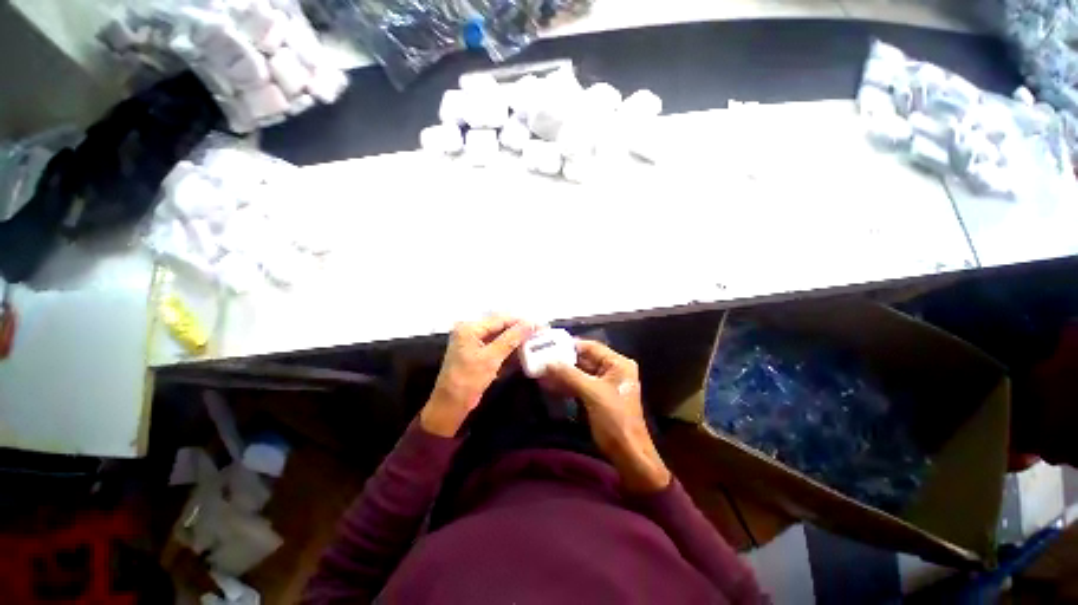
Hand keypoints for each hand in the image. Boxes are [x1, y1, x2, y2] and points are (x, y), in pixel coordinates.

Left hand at [420, 316, 534, 436]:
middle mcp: (471, 331)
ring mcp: (474, 343)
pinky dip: (509, 350)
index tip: (540, 325)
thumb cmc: (468, 379)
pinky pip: (497, 347)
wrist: (451, 406)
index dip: (521, 322)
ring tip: (535, 341)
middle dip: (520, 330)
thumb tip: (531, 323)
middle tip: (540, 332)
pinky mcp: (478, 354)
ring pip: (500, 337)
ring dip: (516, 341)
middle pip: (501, 327)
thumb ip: (511, 338)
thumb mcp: (491, 358)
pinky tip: (523, 351)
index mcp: (470, 328)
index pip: (500, 319)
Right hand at [545, 340, 670, 493]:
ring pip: (579, 373)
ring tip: (541, 370)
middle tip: (542, 358)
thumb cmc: (614, 419)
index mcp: (618, 364)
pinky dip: (566, 384)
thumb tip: (548, 362)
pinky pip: (579, 385)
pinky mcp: (597, 397)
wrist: (627, 454)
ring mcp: (604, 384)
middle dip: (563, 361)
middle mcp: (612, 370)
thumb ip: (569, 375)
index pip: (591, 347)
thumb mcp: (592, 393)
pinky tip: (549, 384)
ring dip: (562, 373)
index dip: (570, 346)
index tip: (550, 345)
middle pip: (584, 359)